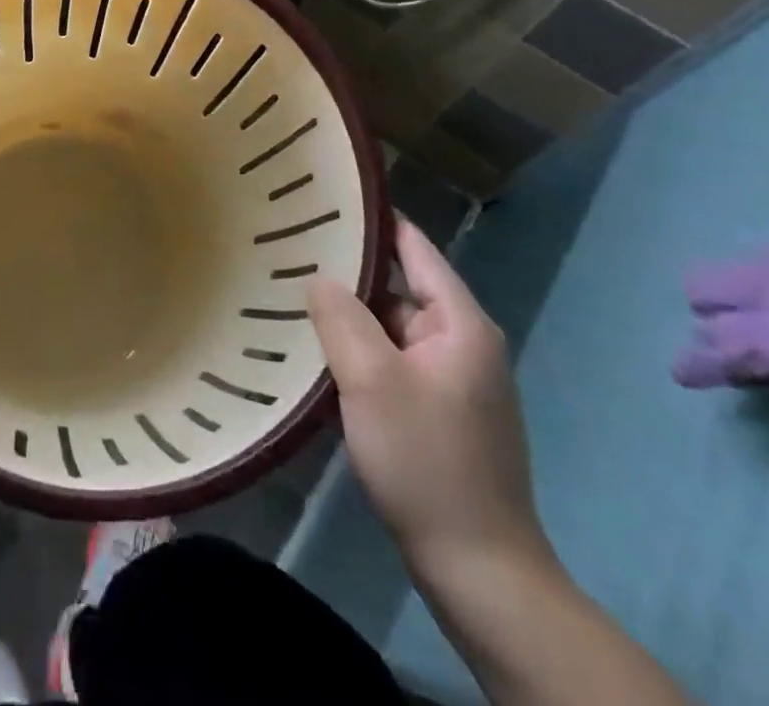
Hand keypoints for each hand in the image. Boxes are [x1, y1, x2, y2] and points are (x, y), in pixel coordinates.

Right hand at [307, 216, 547, 579]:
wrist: (479, 571)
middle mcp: (462, 342)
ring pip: (391, 329)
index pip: (413, 246)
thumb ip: (341, 317)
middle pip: (399, 288)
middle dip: (349, 273)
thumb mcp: (372, 380)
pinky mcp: (440, 413)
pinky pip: (393, 363)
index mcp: (460, 323)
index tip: (323, 198)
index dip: (371, 218)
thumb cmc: (426, 461)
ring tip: (293, 295)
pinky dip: (360, 353)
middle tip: (290, 250)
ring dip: (351, 318)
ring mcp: (453, 380)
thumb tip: (319, 276)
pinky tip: (320, 355)